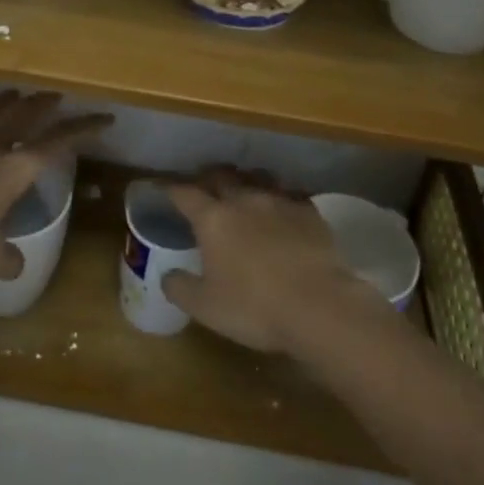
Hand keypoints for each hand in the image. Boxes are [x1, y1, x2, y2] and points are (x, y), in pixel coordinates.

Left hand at [0, 89, 111, 278]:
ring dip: (3, 102)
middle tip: (57, 94)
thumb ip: (7, 261)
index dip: (82, 131)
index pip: (56, 145)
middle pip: (21, 118)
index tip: (104, 119)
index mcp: (11, 171)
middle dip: (42, 106)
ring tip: (15, 91)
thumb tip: (18, 267)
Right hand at [160, 169, 381, 353]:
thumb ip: (180, 287)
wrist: (319, 306)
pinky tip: (282, 211)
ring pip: (257, 178)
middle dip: (209, 178)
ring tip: (244, 191)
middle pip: (221, 176)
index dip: (172, 189)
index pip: (184, 193)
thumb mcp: (205, 307)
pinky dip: (280, 199)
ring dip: (246, 182)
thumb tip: (168, 275)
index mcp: (213, 219)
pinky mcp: (308, 211)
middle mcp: (243, 200)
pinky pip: (289, 195)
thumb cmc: (254, 307)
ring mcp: (278, 201)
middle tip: (204, 186)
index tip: (164, 188)